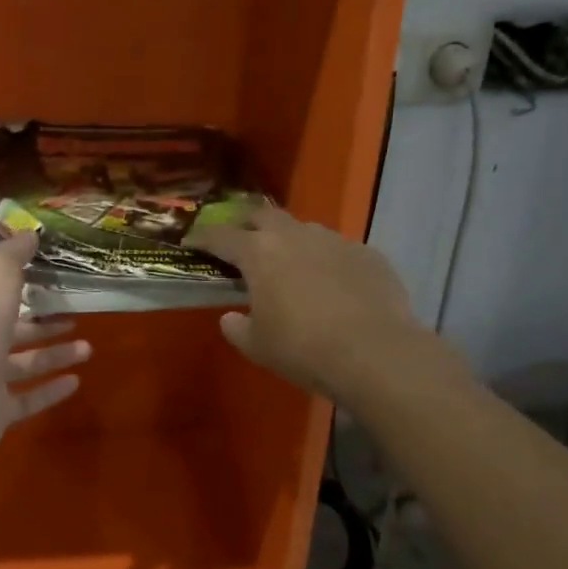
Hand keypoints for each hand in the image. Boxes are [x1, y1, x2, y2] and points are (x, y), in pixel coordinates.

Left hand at [0, 232, 91, 464]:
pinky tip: (77, 381)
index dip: (14, 284)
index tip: (44, 277)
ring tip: (88, 348)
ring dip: (54, 355)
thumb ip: (13, 253)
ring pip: (22, 365)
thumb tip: (30, 234)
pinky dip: (51, 391)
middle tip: (73, 315)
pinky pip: (27, 399)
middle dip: (41, 323)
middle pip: (9, 330)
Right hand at [186, 206, 442, 406]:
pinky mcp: (368, 254)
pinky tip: (332, 285)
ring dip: (290, 241)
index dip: (202, 238)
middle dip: (247, 225)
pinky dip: (326, 261)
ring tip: (290, 265)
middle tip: (241, 243)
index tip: (191, 243)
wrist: (376, 353)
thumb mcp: (258, 346)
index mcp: (259, 253)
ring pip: (304, 229)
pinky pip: (338, 250)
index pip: (221, 235)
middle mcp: (295, 235)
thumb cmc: (303, 348)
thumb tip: (230, 318)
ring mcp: (335, 241)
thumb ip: (237, 328)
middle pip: (262, 215)